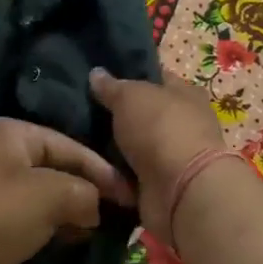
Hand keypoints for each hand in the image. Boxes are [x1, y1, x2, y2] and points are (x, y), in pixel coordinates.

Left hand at [0, 118, 133, 263]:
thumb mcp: (52, 194)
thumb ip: (85, 192)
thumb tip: (96, 206)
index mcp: (13, 132)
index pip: (71, 146)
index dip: (104, 172)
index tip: (132, 198)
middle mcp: (0, 152)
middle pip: (57, 168)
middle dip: (87, 191)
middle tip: (119, 215)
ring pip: (44, 194)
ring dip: (70, 211)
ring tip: (99, 230)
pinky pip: (28, 215)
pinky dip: (50, 225)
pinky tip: (70, 240)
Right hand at [88, 69, 228, 244]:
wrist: (180, 190)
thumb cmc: (160, 129)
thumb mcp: (130, 96)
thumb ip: (112, 86)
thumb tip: (96, 73)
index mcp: (185, 94)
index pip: (155, 78)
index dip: (129, 76)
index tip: (98, 80)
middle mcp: (183, 123)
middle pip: (142, 115)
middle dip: (115, 115)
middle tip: (80, 112)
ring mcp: (172, 157)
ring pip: (133, 147)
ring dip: (110, 148)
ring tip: (77, 140)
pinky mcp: (160, 185)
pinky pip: (129, 175)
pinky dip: (113, 175)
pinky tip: (88, 167)